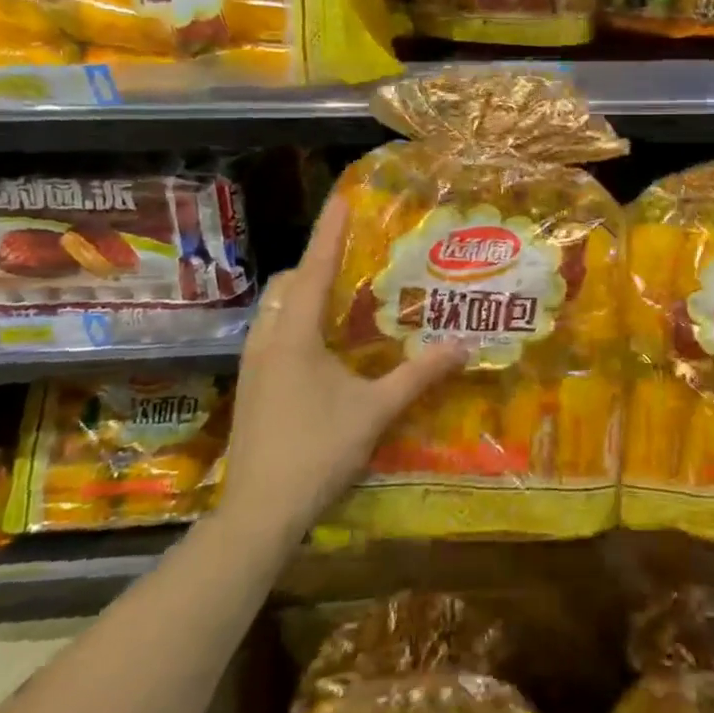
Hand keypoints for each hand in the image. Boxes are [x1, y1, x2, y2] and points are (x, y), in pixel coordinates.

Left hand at [218, 192, 467, 541]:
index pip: (314, 268)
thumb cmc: (316, 451)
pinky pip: (273, 334)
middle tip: (352, 262)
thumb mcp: (375, 411)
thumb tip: (462, 347)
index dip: (329, 231)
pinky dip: (297, 322)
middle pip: (286, 284)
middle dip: (315, 264)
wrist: (258, 514)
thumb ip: (418, 376)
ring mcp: (253, 365)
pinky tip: (323, 348)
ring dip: (303, 295)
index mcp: (294, 335)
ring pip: (275, 310)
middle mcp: (267, 340)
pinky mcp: (251, 387)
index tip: (342, 198)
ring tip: (341, 300)